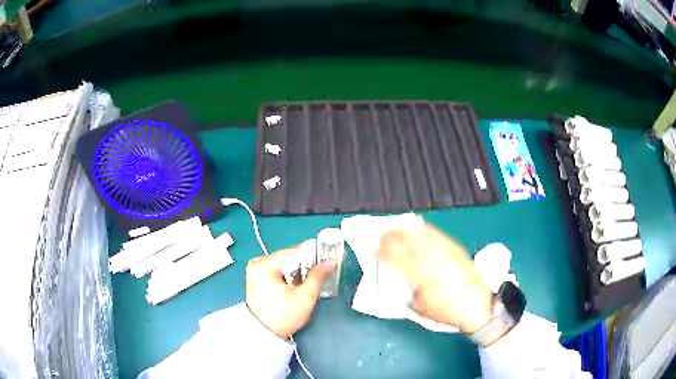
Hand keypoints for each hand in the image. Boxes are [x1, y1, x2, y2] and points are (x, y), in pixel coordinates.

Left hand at [246, 247, 334, 339]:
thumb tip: (330, 262)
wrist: (265, 335)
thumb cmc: (284, 316)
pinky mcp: (257, 279)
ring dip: (298, 271)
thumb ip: (317, 276)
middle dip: (305, 265)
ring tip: (311, 280)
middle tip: (322, 271)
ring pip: (284, 265)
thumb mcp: (305, 297)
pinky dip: (289, 276)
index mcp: (264, 265)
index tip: (328, 257)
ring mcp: (255, 271)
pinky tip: (298, 285)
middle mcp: (257, 264)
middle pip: (288, 258)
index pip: (292, 252)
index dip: (312, 254)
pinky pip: (277, 272)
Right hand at [377, 224, 492, 333]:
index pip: (398, 259)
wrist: (479, 307)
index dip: (382, 253)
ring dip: (406, 230)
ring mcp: (447, 252)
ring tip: (396, 228)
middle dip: (392, 236)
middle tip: (381, 236)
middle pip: (409, 241)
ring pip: (422, 234)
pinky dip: (424, 230)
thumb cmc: (447, 312)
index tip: (372, 250)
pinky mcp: (456, 249)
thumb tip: (397, 280)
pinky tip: (417, 229)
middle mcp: (434, 259)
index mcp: (423, 276)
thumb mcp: (420, 308)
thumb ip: (406, 292)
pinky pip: (437, 234)